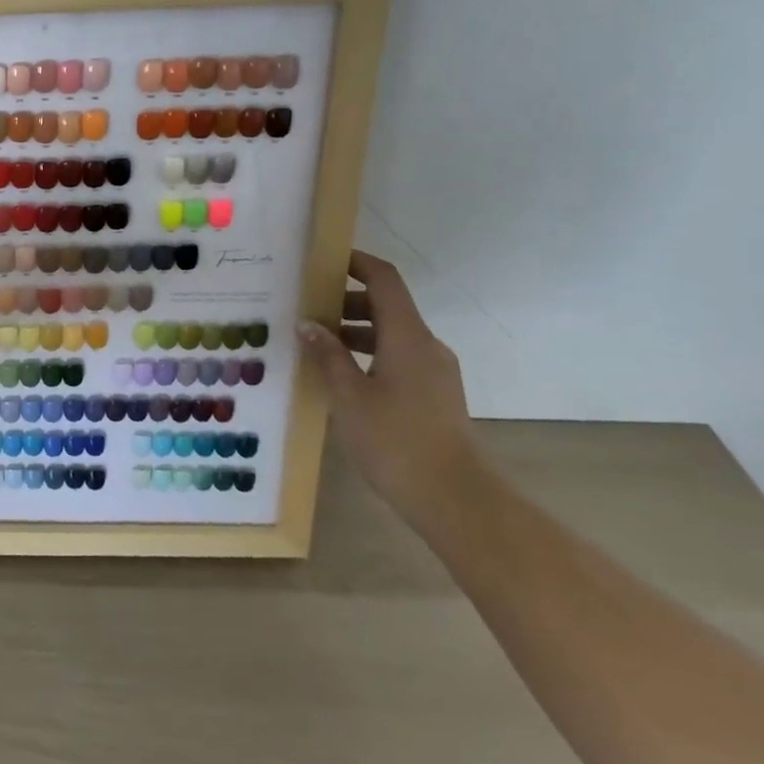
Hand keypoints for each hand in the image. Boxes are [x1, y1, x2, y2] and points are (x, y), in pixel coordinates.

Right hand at [302, 250, 482, 532]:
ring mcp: (435, 372)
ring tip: (316, 345)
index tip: (322, 261)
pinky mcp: (436, 396)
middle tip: (305, 308)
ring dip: (355, 331)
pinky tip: (343, 377)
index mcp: (408, 336)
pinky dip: (370, 354)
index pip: (384, 279)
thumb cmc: (397, 441)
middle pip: (386, 305)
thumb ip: (327, 355)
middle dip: (345, 301)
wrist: (457, 502)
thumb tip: (308, 323)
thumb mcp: (348, 397)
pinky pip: (399, 358)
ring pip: (392, 334)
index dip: (355, 262)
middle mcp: (426, 345)